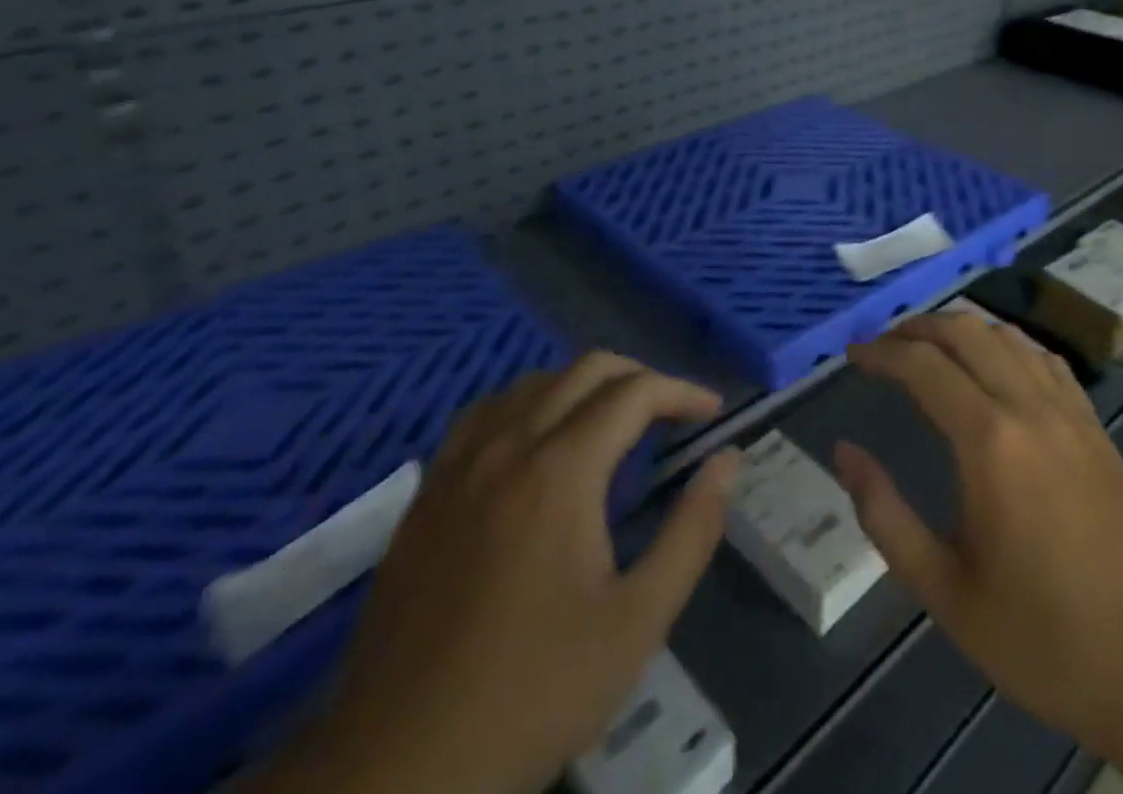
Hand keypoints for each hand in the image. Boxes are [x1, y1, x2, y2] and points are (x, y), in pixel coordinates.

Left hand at [258, 353, 740, 793]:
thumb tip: (728, 460)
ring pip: (533, 382)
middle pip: (586, 368)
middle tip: (671, 414)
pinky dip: (529, 404)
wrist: (395, 769)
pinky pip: (485, 413)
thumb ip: (692, 531)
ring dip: (584, 385)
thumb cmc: (531, 694)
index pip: (635, 391)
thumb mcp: (637, 622)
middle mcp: (509, 445)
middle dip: (640, 377)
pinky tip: (537, 442)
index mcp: (561, 470)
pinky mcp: (427, 493)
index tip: (713, 413)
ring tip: (613, 422)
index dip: (682, 391)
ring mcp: (459, 465)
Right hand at [835, 312, 1122, 765]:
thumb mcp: (944, 591)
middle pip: (966, 332)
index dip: (881, 352)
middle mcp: (1030, 408)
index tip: (852, 355)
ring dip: (961, 330)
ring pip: (1007, 336)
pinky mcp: (1096, 426)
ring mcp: (1070, 412)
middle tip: (883, 346)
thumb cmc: (1041, 637)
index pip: (923, 366)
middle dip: (917, 328)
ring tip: (930, 348)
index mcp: (990, 442)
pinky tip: (995, 366)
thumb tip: (843, 452)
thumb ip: (884, 515)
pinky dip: (1008, 345)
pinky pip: (1045, 360)